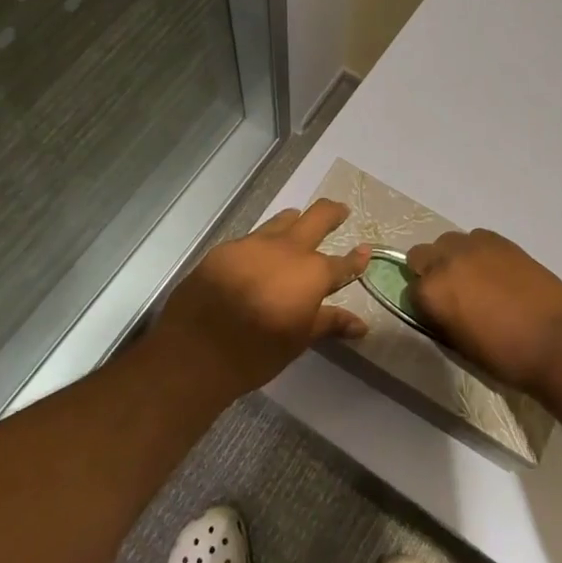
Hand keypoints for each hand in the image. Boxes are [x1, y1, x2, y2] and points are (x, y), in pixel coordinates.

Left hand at [156, 199, 369, 397]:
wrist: (197, 350)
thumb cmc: (257, 352)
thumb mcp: (299, 340)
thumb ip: (329, 323)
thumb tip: (360, 324)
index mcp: (311, 273)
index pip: (342, 264)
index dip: (356, 259)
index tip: (364, 251)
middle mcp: (287, 249)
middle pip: (317, 217)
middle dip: (332, 212)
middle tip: (340, 211)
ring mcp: (254, 244)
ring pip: (281, 221)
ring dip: (294, 221)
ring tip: (297, 222)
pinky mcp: (225, 249)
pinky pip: (251, 238)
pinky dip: (261, 244)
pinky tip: (256, 255)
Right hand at [407, 229, 561, 395]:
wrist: (553, 341)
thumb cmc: (503, 355)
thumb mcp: (458, 344)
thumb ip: (439, 317)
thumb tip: (436, 306)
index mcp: (432, 291)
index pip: (410, 289)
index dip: (423, 303)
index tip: (437, 313)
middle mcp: (446, 261)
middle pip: (421, 254)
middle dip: (430, 271)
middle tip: (451, 293)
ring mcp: (474, 246)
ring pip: (449, 241)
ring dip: (453, 257)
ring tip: (475, 279)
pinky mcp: (500, 240)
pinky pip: (477, 238)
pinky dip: (478, 251)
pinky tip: (495, 270)